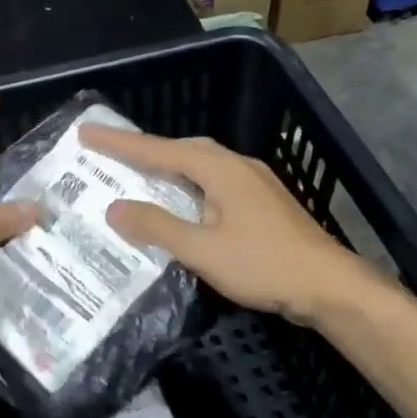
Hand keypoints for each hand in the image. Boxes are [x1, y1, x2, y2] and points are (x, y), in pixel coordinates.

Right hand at [78, 125, 366, 326]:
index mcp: (220, 169)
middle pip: (183, 148)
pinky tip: (183, 204)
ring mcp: (255, 182)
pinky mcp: (263, 201)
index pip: (159, 149)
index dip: (120, 142)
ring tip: (141, 177)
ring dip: (169, 166)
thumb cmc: (264, 265)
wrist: (329, 285)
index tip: (87, 132)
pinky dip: (189, 184)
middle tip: (112, 156)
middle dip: (146, 149)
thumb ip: (157, 227)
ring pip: (202, 163)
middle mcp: (237, 165)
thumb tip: (114, 208)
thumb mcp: (202, 250)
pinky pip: (215, 181)